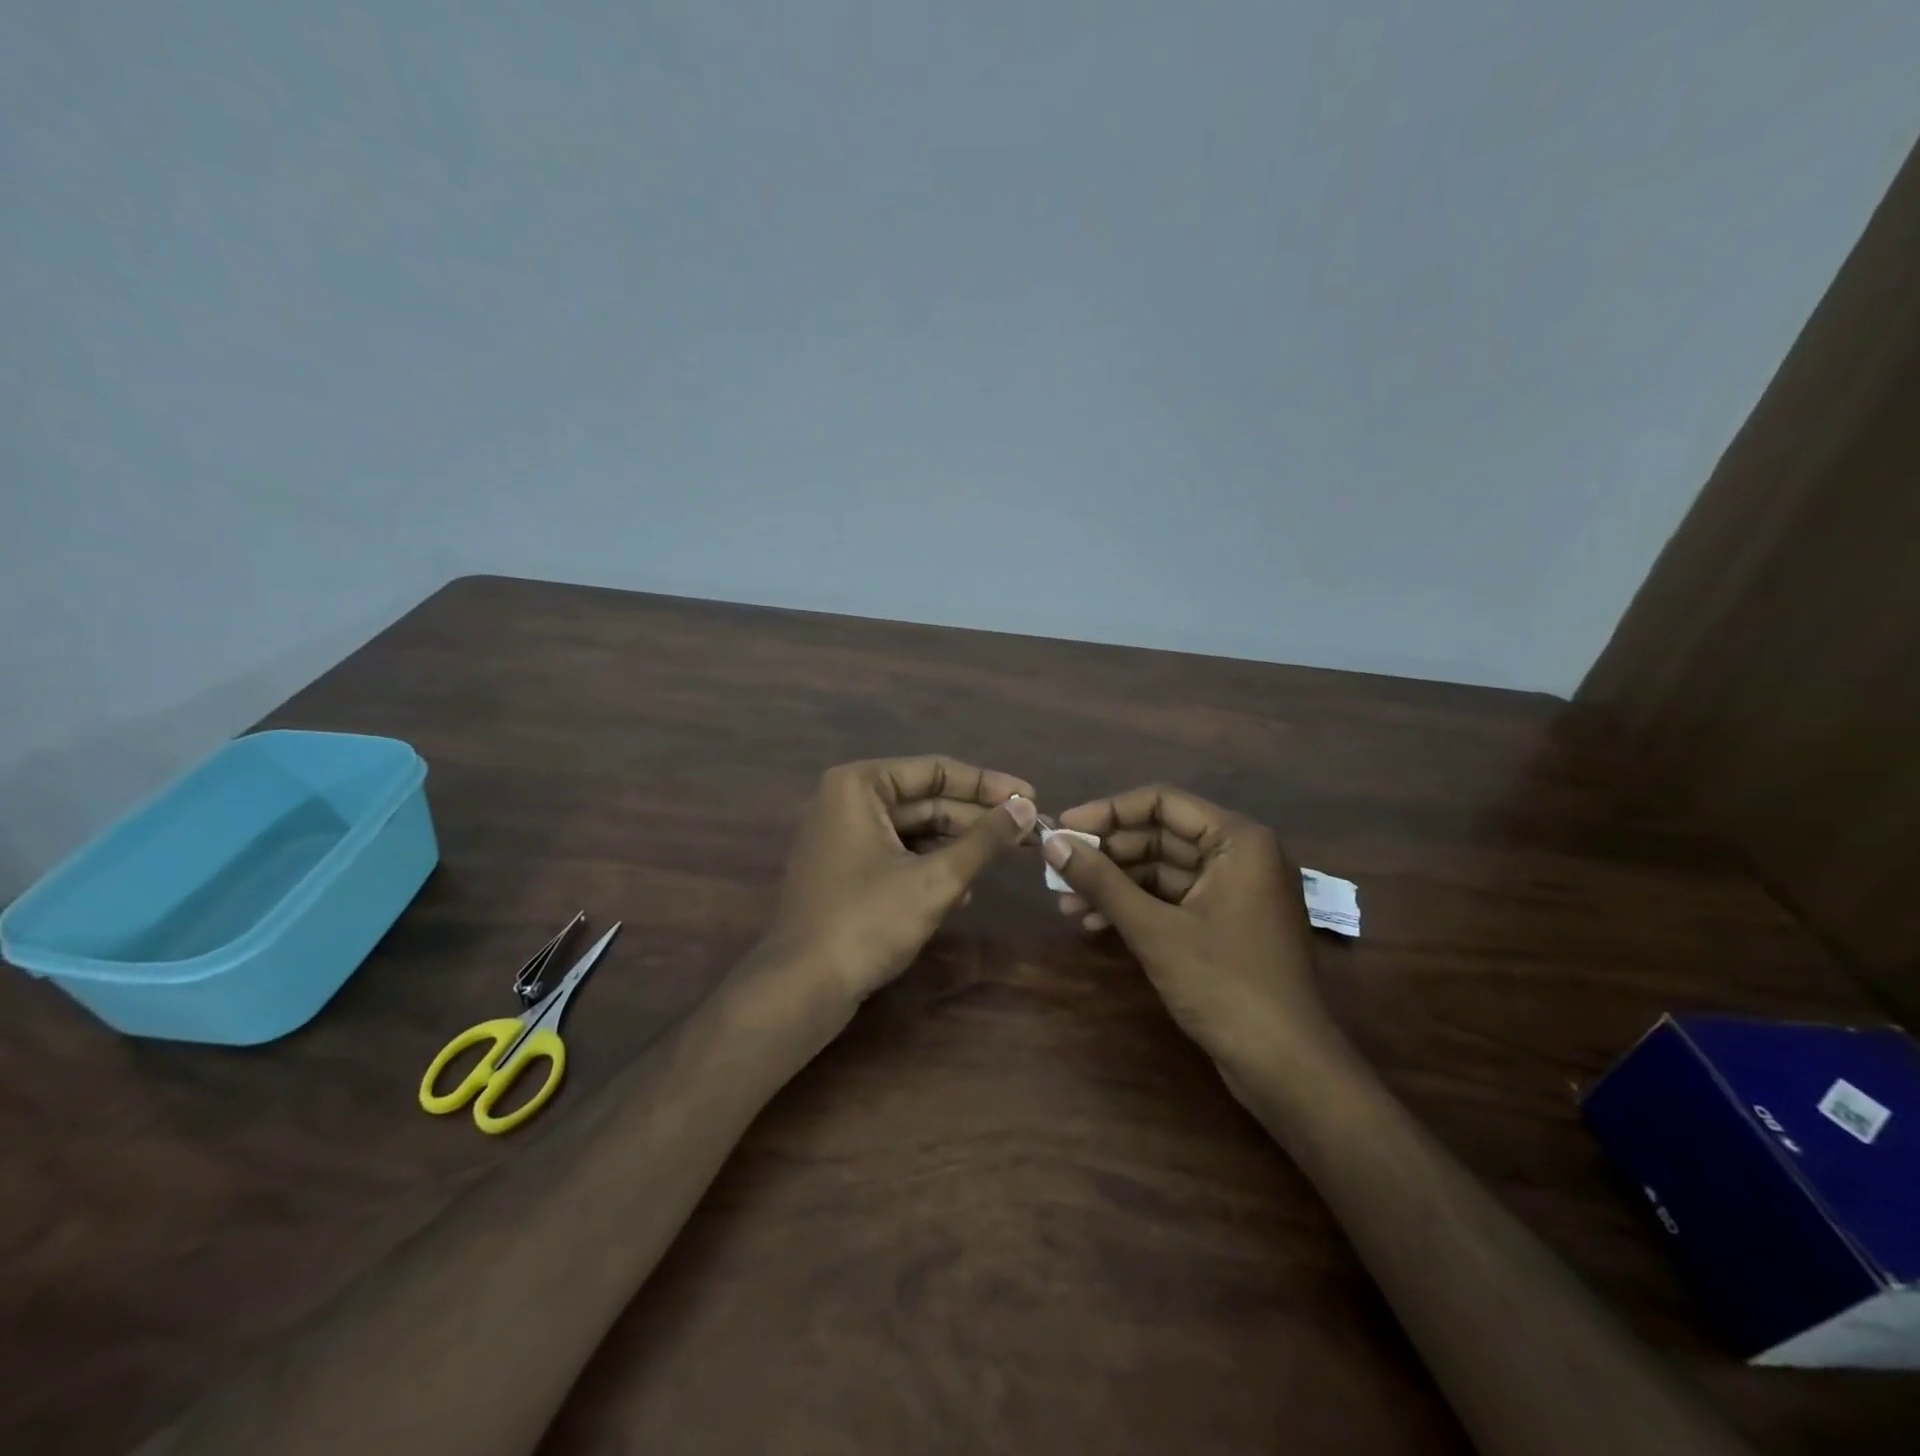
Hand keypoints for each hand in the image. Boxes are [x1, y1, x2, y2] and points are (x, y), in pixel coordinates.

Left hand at [758, 755, 1038, 1004]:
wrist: (801, 988)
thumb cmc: (867, 922)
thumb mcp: (935, 880)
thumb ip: (984, 840)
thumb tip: (1027, 808)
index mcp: (860, 786)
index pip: (936, 771)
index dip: (988, 785)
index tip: (1031, 796)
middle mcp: (847, 801)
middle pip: (926, 800)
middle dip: (977, 819)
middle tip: (1030, 830)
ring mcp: (843, 837)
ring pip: (915, 831)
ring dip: (959, 846)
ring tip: (1009, 856)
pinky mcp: (846, 871)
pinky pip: (898, 855)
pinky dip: (932, 868)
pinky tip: (966, 890)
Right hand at [1041, 785, 1337, 1079]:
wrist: (1284, 1066)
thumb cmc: (1224, 985)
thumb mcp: (1154, 930)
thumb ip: (1101, 882)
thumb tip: (1051, 844)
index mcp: (1238, 840)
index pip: (1161, 802)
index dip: (1107, 812)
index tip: (1063, 829)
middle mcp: (1240, 855)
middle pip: (1160, 835)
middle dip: (1107, 854)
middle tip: (1058, 868)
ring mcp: (1234, 891)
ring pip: (1162, 870)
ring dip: (1115, 884)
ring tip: (1067, 903)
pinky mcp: (1225, 922)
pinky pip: (1173, 899)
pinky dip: (1136, 907)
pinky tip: (1095, 923)